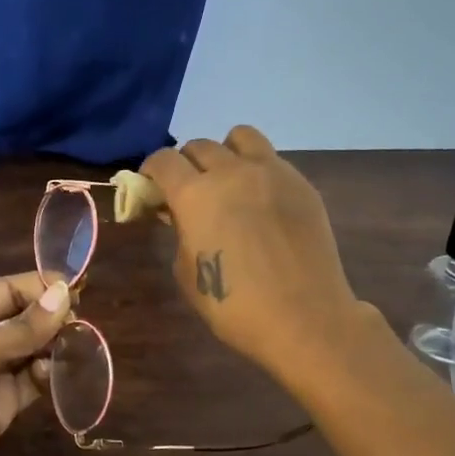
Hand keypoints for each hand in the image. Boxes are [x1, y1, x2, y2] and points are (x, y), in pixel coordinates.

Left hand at [0, 273, 71, 455]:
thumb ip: (20, 328)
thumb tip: (64, 293)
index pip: (6, 290)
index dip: (39, 287)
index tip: (78, 291)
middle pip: (22, 317)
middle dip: (50, 317)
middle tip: (80, 324)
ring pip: (31, 348)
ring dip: (54, 345)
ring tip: (76, 347)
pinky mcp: (3, 404)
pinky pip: (33, 379)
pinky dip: (48, 373)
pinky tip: (57, 373)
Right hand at [141, 125, 365, 382]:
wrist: (304, 318)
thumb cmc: (234, 306)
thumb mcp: (187, 272)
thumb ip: (180, 233)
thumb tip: (178, 213)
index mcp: (195, 194)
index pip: (163, 160)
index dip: (151, 170)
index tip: (151, 186)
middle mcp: (231, 172)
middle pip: (199, 146)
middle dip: (186, 164)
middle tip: (188, 191)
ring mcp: (272, 172)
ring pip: (240, 137)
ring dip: (225, 153)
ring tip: (227, 181)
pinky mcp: (301, 183)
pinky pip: (271, 159)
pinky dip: (257, 170)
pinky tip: (260, 203)